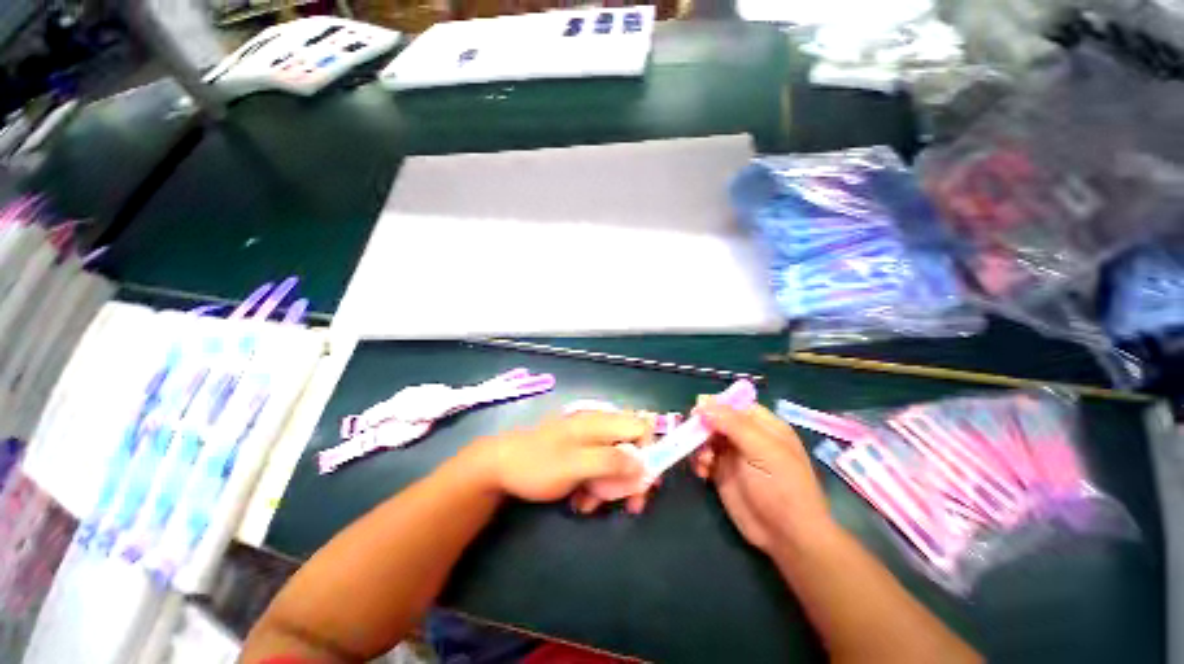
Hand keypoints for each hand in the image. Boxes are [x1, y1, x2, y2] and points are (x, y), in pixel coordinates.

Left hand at [467, 412, 652, 504]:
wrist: (500, 467)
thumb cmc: (538, 463)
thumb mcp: (576, 464)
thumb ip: (611, 461)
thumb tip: (644, 465)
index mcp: (600, 422)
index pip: (641, 426)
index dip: (650, 450)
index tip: (645, 480)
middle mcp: (598, 427)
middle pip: (631, 448)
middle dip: (630, 478)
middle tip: (629, 505)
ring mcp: (587, 440)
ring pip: (615, 462)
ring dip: (610, 487)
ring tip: (590, 505)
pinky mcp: (578, 453)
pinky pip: (598, 469)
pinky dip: (595, 486)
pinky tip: (580, 500)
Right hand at [693, 401, 834, 555]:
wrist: (787, 535)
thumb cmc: (781, 486)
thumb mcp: (761, 449)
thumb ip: (731, 423)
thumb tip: (702, 400)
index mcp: (763, 426)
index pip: (735, 405)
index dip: (716, 404)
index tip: (697, 408)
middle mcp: (747, 437)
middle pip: (717, 420)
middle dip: (703, 425)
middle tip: (691, 434)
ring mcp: (733, 456)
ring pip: (707, 438)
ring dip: (698, 444)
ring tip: (703, 459)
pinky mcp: (722, 474)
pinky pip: (704, 458)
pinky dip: (699, 461)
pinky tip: (702, 472)